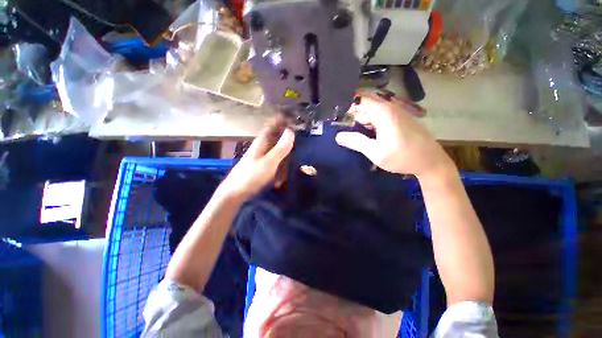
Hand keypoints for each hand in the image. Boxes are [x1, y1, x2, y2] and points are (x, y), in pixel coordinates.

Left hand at [219, 119, 294, 199]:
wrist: (235, 192)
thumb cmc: (252, 175)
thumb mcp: (269, 162)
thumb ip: (280, 148)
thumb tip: (291, 131)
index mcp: (261, 142)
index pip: (272, 126)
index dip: (281, 120)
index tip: (292, 116)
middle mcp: (261, 147)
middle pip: (275, 136)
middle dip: (285, 135)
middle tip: (297, 136)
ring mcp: (261, 157)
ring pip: (275, 149)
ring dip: (283, 151)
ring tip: (292, 154)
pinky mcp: (261, 166)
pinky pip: (274, 160)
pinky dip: (280, 163)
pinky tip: (283, 171)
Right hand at [335, 94, 452, 179]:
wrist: (430, 161)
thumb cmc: (403, 157)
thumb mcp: (376, 152)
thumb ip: (356, 142)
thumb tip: (338, 136)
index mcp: (383, 112)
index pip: (360, 99)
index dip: (346, 104)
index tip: (335, 115)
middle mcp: (390, 108)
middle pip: (364, 105)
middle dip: (352, 114)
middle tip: (341, 128)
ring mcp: (396, 113)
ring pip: (372, 111)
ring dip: (361, 120)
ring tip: (352, 134)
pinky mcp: (399, 119)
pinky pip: (380, 116)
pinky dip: (370, 123)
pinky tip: (367, 135)